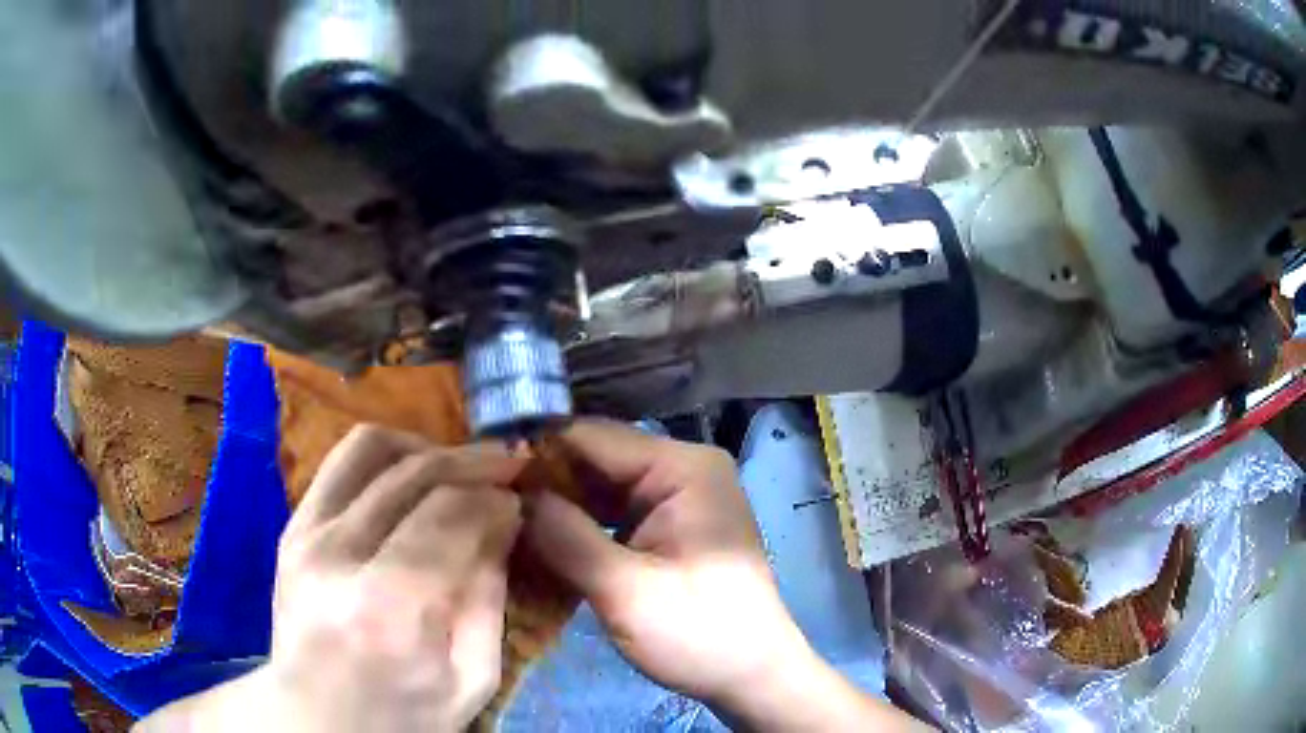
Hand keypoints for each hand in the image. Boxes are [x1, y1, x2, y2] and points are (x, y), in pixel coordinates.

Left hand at [138, 425, 526, 732]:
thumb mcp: (472, 678)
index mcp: (391, 606)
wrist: (317, 718)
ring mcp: (306, 532)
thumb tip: (505, 520)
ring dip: (427, 447)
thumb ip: (488, 596)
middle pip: (416, 472)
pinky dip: (386, 457)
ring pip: (372, 447)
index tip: (522, 501)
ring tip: (458, 468)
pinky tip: (413, 478)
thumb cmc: (403, 714)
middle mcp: (340, 554)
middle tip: (509, 468)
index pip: (452, 512)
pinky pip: (342, 462)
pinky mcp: (293, 526)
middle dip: (474, 461)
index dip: (496, 497)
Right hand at [524, 421, 925, 729]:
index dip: (536, 450)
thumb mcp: (625, 590)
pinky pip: (612, 515)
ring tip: (501, 520)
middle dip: (542, 481)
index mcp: (681, 468)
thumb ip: (566, 536)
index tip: (482, 470)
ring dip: (557, 507)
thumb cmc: (700, 634)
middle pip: (595, 461)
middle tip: (485, 502)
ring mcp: (676, 500)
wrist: (752, 676)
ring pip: (599, 489)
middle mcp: (680, 470)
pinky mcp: (668, 529)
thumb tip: (512, 494)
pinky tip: (539, 542)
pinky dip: (578, 528)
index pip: (593, 438)